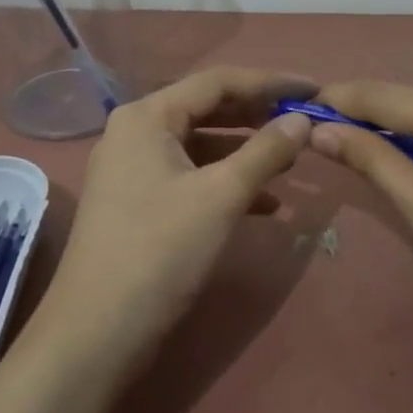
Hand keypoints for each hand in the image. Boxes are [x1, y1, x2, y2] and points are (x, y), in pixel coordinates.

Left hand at [45, 66, 315, 363]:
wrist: (98, 331)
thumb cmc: (160, 251)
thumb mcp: (221, 196)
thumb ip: (265, 151)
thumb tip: (301, 119)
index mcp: (147, 117)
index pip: (217, 82)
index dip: (270, 82)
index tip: (315, 88)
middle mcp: (135, 133)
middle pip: (207, 110)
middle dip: (258, 117)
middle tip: (304, 122)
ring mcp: (133, 170)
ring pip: (200, 146)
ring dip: (246, 153)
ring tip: (292, 163)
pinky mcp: (138, 204)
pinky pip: (190, 177)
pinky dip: (226, 184)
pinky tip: (265, 205)